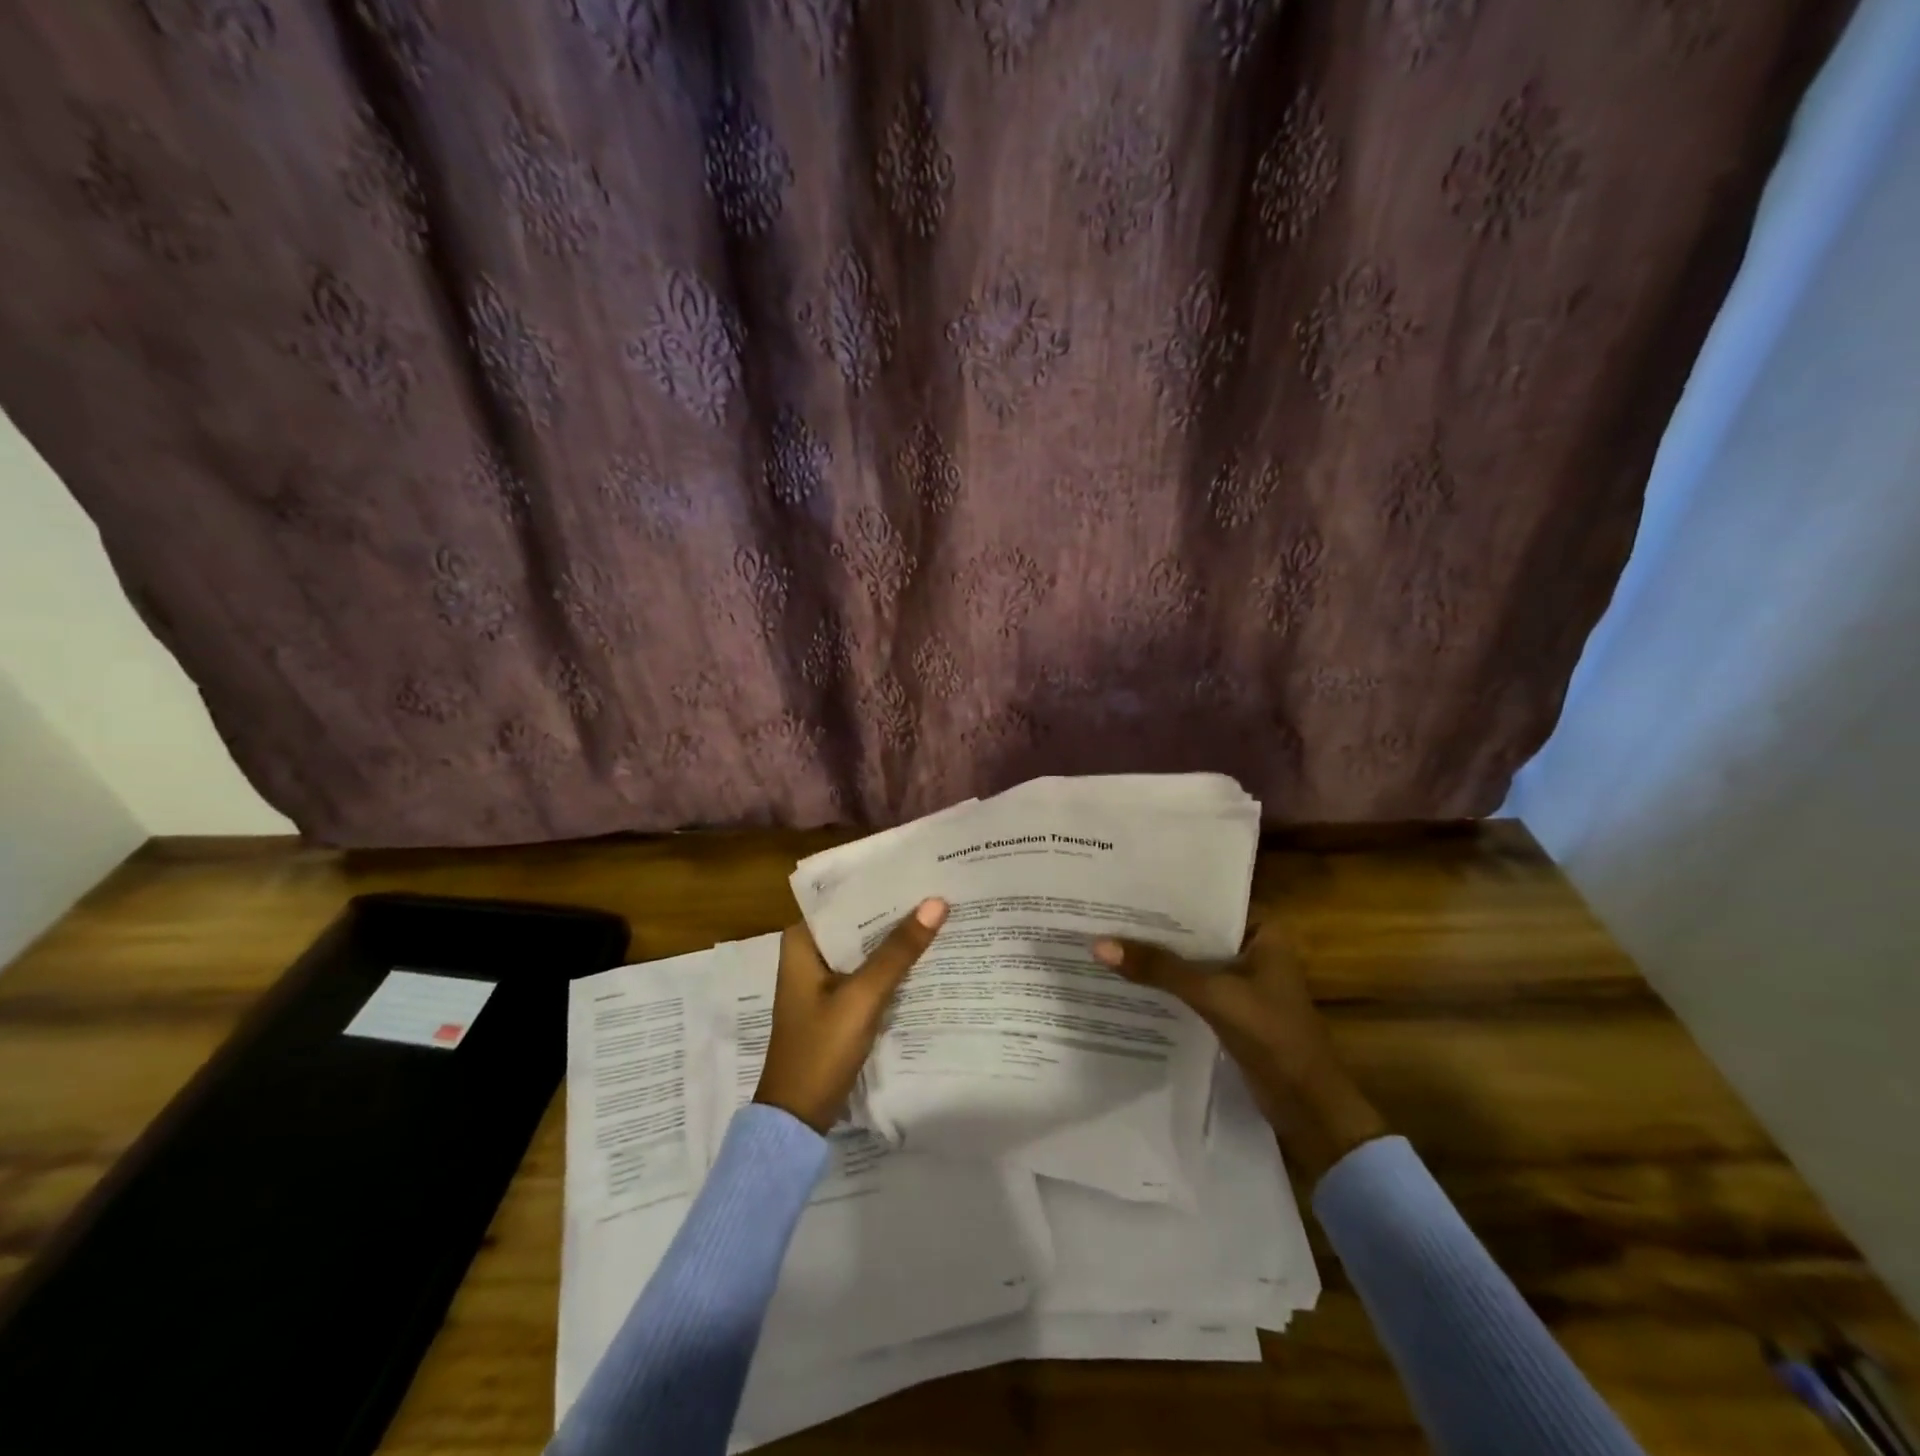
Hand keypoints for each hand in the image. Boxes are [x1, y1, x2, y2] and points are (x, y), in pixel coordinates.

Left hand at [754, 899, 948, 1132]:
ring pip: (864, 947)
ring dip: (894, 937)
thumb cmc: (820, 1050)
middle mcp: (808, 952)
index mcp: (801, 941)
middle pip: (856, 921)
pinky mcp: (836, 1002)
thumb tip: (936, 902)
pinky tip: (924, 955)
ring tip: (939, 912)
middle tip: (939, 888)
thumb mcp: (862, 997)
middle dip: (894, 909)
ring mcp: (822, 979)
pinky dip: (890, 964)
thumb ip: (898, 951)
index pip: (843, 897)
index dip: (879, 882)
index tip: (917, 867)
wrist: (798, 1117)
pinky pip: (867, 971)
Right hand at [1092, 922, 1386, 1181]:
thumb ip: (1159, 968)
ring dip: (1159, 957)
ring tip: (1108, 937)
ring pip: (1192, 959)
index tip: (1123, 886)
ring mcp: (1243, 980)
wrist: (1308, 1107)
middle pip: (1196, 931)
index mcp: (1263, 931)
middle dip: (1156, 927)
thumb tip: (1099, 945)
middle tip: (1105, 910)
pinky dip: (1167, 982)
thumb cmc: (1273, 1036)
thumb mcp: (1213, 994)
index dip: (1167, 895)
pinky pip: (1192, 985)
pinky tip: (1129, 976)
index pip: (1207, 901)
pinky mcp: (1232, 1008)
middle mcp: (1254, 947)